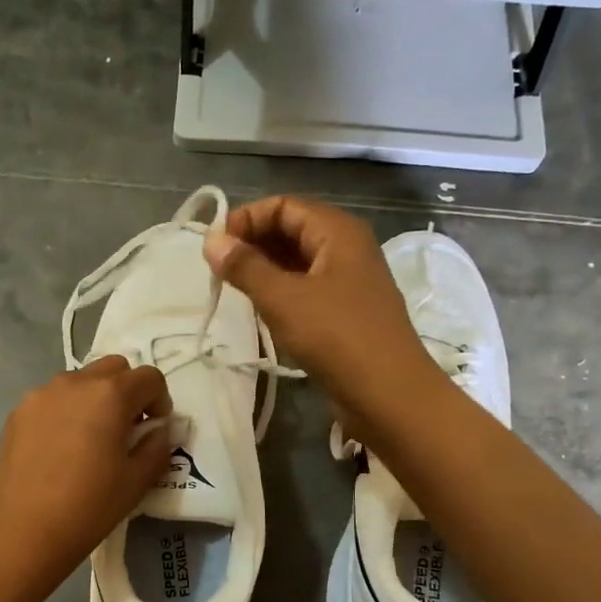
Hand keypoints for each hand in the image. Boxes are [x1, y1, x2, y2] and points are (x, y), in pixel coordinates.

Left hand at [0, 357, 172, 576]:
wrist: (25, 531)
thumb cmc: (90, 506)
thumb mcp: (137, 480)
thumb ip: (157, 446)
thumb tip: (158, 430)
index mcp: (110, 394)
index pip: (149, 377)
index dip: (160, 399)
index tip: (154, 427)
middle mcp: (75, 382)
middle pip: (114, 368)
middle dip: (128, 390)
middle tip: (127, 427)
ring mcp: (41, 394)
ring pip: (80, 380)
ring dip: (95, 397)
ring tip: (91, 436)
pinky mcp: (18, 412)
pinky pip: (52, 398)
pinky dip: (66, 410)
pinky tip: (62, 446)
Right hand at [201, 195, 438, 420]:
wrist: (389, 395)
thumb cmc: (336, 337)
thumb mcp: (283, 299)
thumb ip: (245, 267)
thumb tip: (211, 240)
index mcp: (338, 231)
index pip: (283, 206)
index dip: (246, 219)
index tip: (214, 247)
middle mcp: (347, 248)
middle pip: (292, 229)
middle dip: (253, 243)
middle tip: (219, 270)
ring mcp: (349, 281)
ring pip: (298, 261)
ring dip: (264, 269)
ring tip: (233, 289)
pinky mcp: (346, 311)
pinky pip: (306, 288)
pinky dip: (281, 292)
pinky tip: (260, 310)